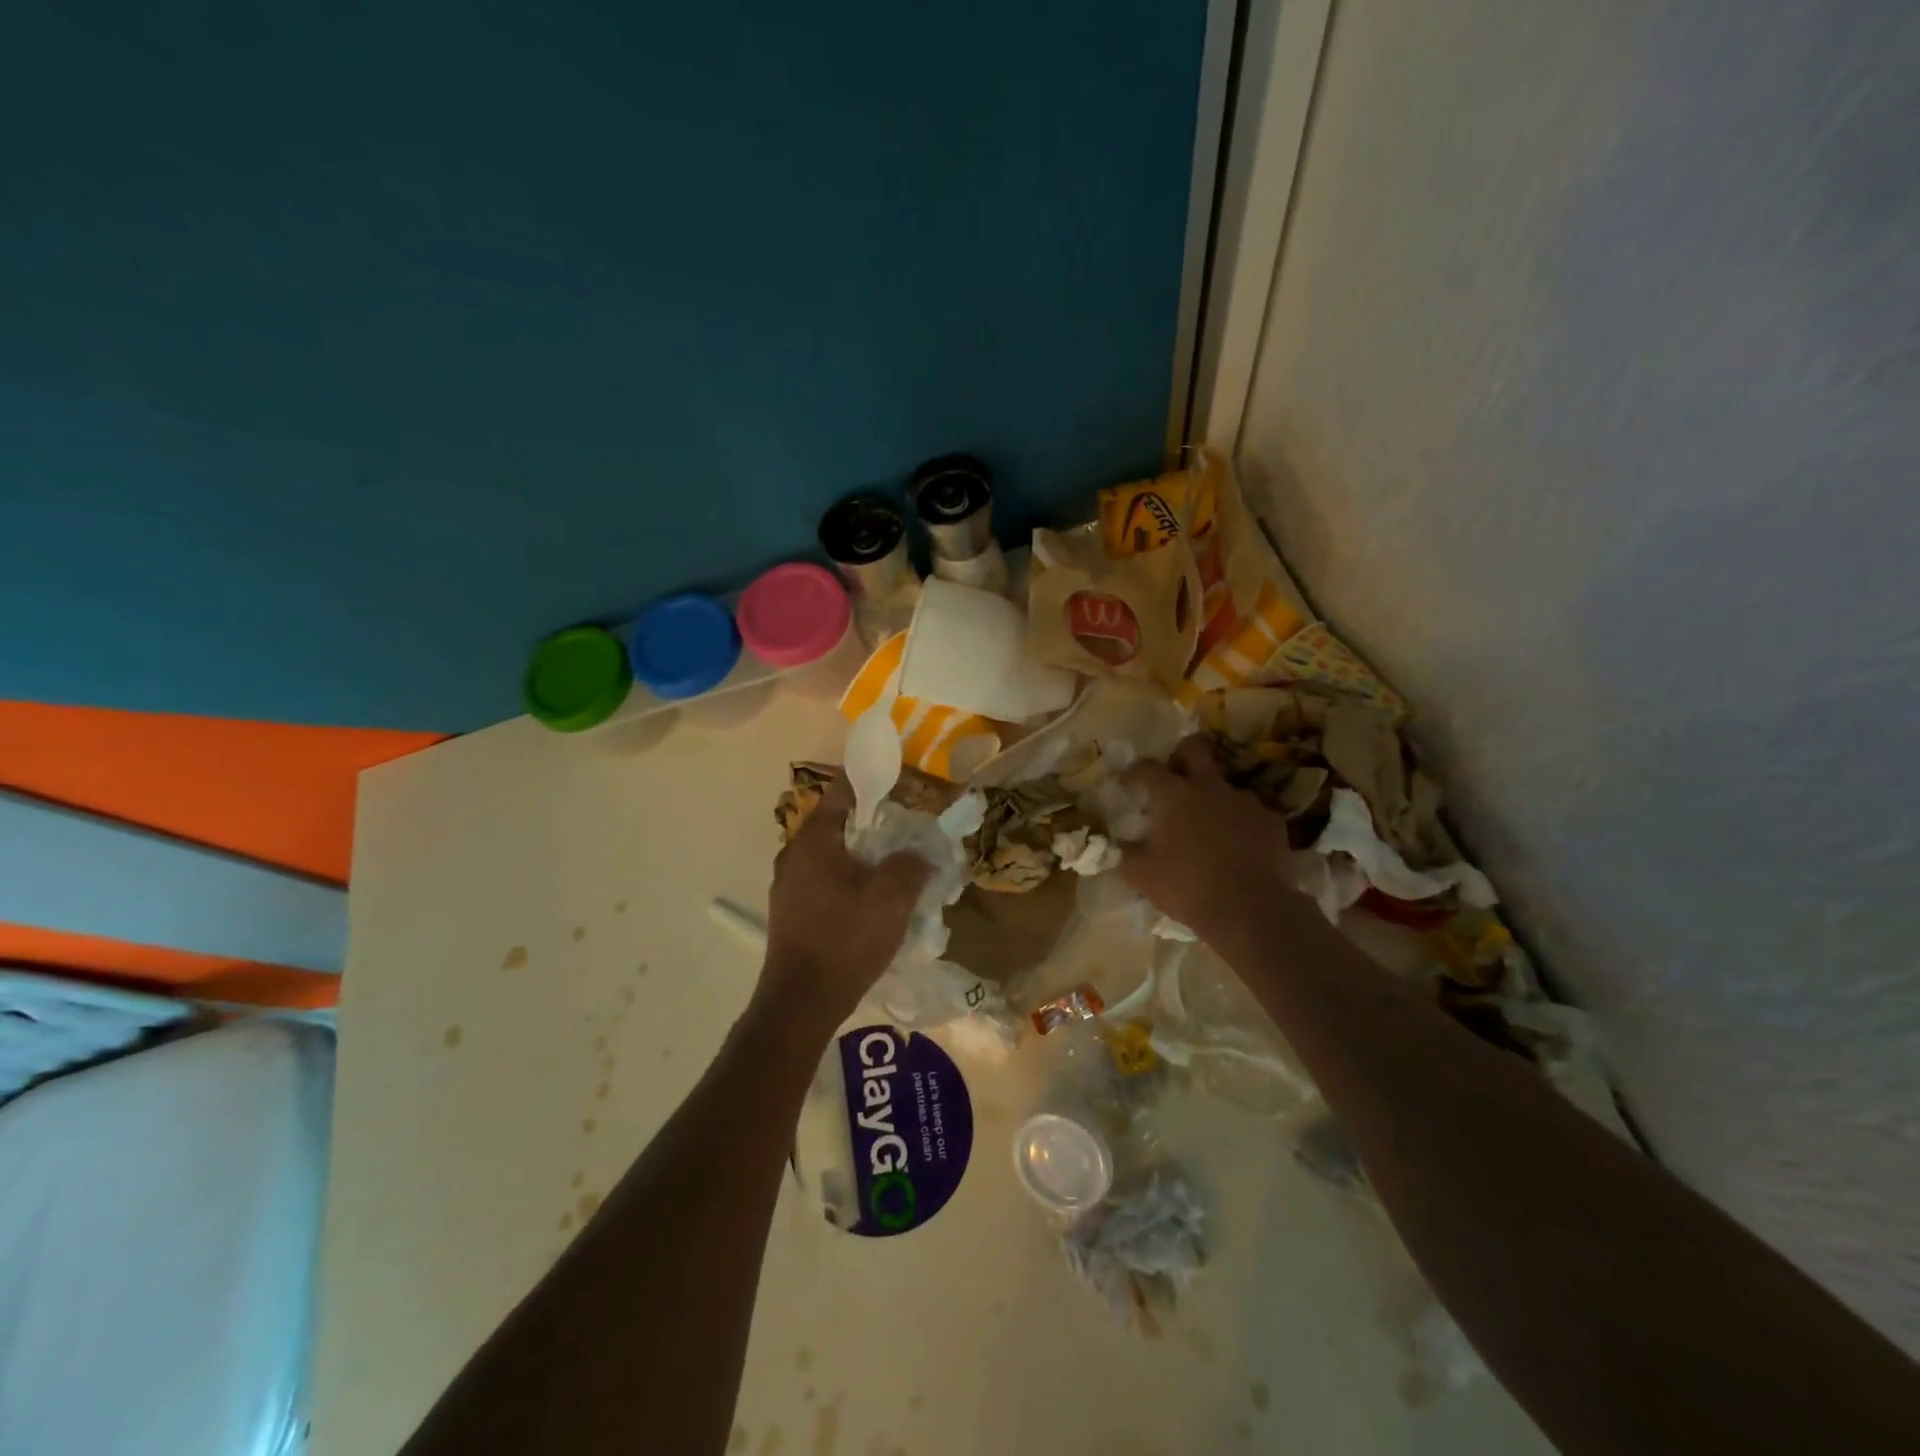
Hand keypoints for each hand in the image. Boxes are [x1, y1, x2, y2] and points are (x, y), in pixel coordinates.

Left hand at [761, 772, 930, 1027]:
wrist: (802, 1002)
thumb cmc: (845, 939)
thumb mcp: (891, 897)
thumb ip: (911, 864)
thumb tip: (920, 854)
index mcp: (813, 840)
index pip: (842, 791)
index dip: (874, 782)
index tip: (903, 784)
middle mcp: (794, 855)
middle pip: (838, 823)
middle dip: (875, 823)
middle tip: (909, 829)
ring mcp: (788, 885)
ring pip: (833, 855)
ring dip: (864, 856)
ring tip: (897, 865)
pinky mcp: (792, 911)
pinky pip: (826, 881)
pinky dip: (851, 879)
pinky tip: (874, 900)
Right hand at [1120, 737, 1296, 937]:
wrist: (1252, 911)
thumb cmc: (1189, 888)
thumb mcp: (1144, 877)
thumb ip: (1128, 855)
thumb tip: (1121, 847)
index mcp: (1174, 795)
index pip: (1148, 768)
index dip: (1134, 771)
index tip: (1127, 782)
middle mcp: (1210, 787)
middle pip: (1194, 748)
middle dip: (1180, 755)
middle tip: (1173, 777)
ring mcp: (1245, 801)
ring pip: (1225, 784)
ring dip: (1213, 796)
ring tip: (1208, 825)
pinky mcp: (1272, 821)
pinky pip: (1250, 812)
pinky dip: (1240, 823)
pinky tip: (1237, 846)